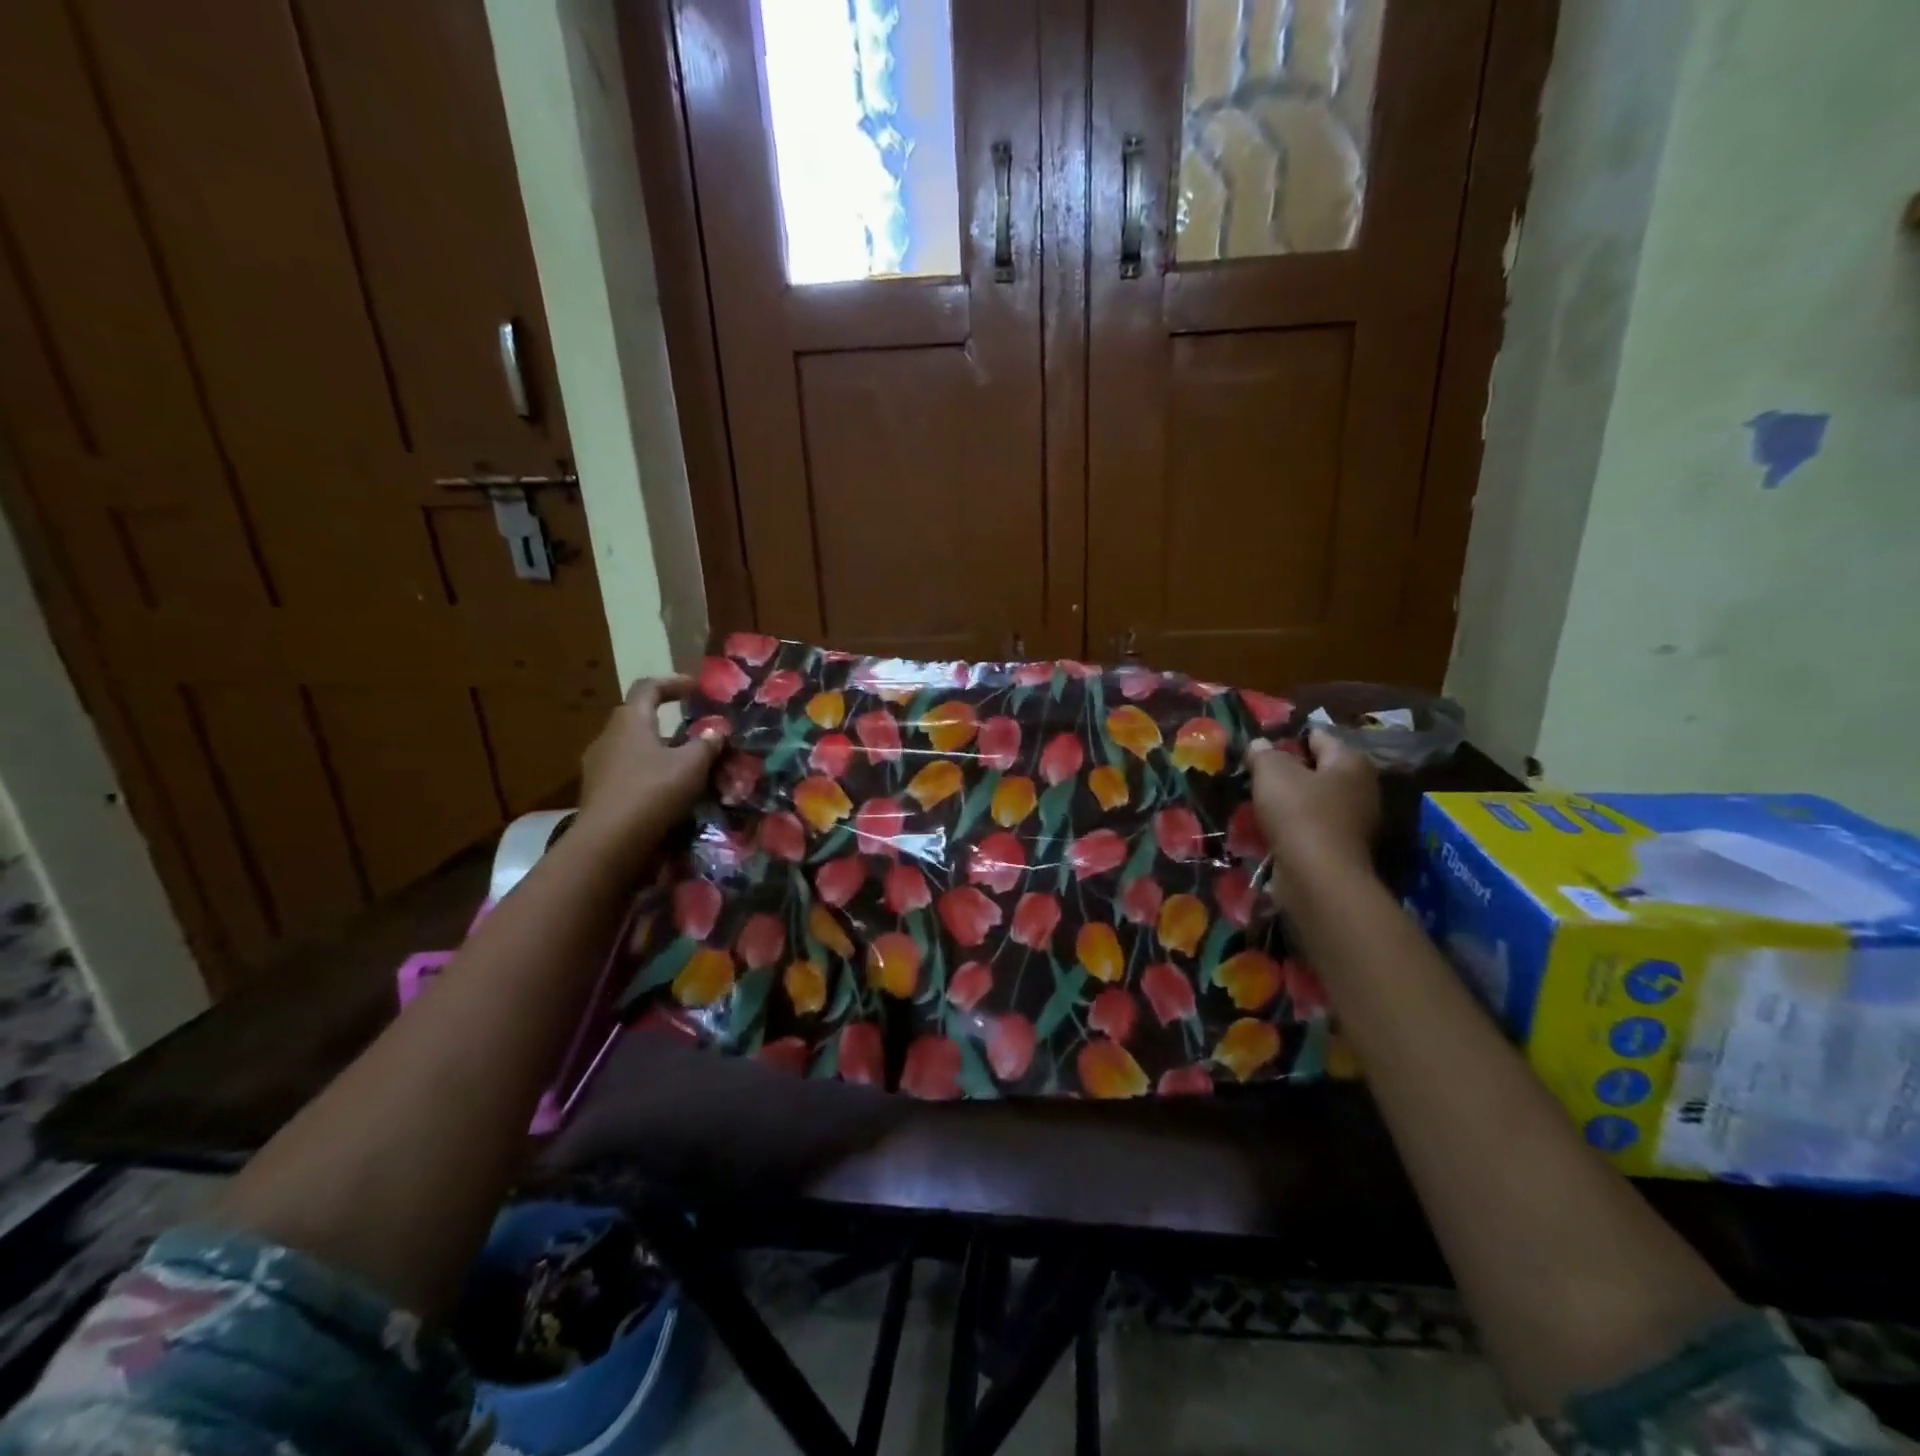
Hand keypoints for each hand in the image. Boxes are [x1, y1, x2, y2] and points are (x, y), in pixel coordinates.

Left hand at [575, 677, 724, 850]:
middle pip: (638, 718)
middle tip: (695, 731)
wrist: (608, 844)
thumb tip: (716, 731)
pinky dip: (648, 774)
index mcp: (630, 721)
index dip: (673, 683)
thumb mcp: (691, 766)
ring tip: (686, 766)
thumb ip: (706, 744)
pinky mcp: (597, 793)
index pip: (648, 688)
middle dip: (668, 721)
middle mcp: (608, 737)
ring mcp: (598, 766)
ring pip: (633, 748)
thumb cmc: (652, 792)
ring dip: (659, 751)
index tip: (696, 688)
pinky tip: (667, 792)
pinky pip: (627, 773)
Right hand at [1246, 729, 1380, 902]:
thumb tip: (1259, 744)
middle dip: (1289, 772)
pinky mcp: (1344, 848)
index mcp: (1351, 761)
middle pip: (1318, 770)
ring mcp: (1357, 821)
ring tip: (1258, 802)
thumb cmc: (1299, 813)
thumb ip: (1263, 753)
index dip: (1287, 739)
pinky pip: (1313, 826)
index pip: (1317, 737)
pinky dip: (1294, 826)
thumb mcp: (1272, 772)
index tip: (1260, 747)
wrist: (1318, 876)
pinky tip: (1271, 828)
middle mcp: (1362, 787)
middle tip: (1256, 775)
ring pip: (1315, 800)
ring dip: (1290, 801)